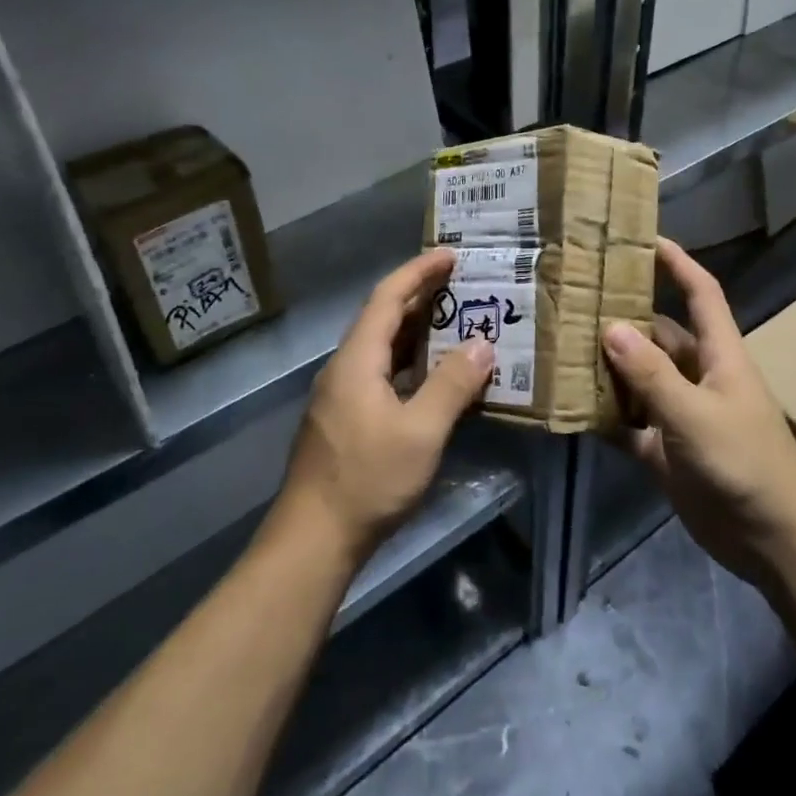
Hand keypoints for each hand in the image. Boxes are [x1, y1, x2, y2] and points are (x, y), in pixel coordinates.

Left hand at [276, 248, 493, 564]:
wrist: (312, 540)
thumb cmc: (367, 480)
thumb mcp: (421, 432)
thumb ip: (453, 384)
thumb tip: (483, 343)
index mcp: (357, 360)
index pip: (387, 298)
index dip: (418, 272)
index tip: (449, 255)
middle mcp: (344, 368)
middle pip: (382, 317)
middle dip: (420, 295)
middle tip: (460, 283)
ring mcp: (341, 395)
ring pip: (381, 346)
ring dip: (415, 329)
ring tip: (453, 320)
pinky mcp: (345, 419)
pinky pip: (380, 371)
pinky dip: (409, 360)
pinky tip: (432, 374)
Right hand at [603, 239, 795, 581]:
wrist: (774, 542)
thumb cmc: (745, 465)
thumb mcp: (696, 415)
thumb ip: (652, 374)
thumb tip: (611, 326)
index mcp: (719, 355)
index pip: (701, 293)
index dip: (677, 262)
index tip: (642, 238)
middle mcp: (698, 375)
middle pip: (658, 334)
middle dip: (622, 317)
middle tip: (574, 299)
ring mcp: (681, 412)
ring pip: (638, 377)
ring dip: (607, 366)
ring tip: (559, 345)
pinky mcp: (666, 449)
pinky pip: (629, 421)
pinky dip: (605, 414)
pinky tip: (569, 405)